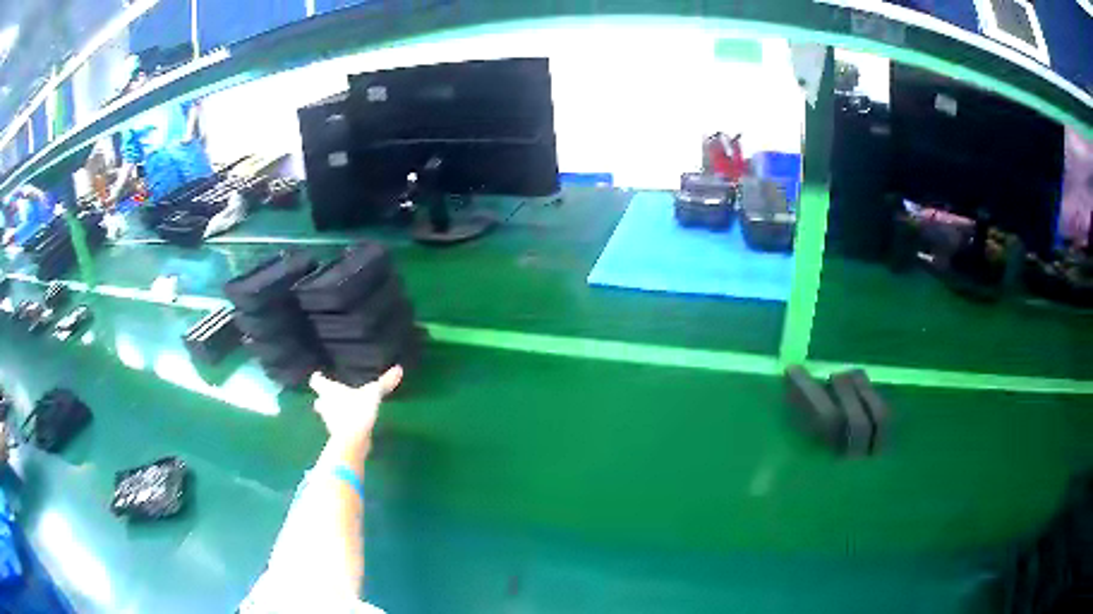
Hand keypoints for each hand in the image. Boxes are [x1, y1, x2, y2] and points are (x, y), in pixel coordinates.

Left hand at [309, 366, 402, 447]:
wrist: (352, 439)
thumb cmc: (357, 410)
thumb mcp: (373, 393)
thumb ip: (384, 382)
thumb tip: (399, 368)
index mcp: (329, 391)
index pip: (317, 381)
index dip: (318, 378)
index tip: (319, 375)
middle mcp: (325, 405)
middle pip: (319, 401)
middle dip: (323, 399)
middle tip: (330, 396)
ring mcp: (330, 422)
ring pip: (326, 415)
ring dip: (331, 413)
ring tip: (342, 411)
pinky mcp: (337, 436)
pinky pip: (337, 428)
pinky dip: (342, 426)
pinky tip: (351, 426)